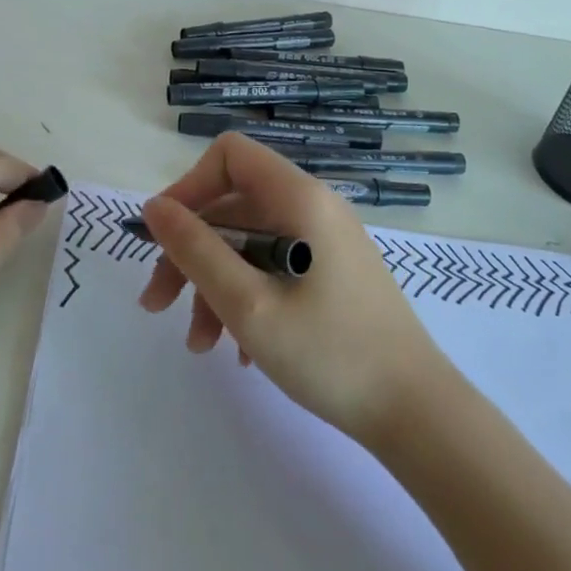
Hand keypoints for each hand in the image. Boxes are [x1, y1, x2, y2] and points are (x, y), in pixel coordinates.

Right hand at [138, 133, 450, 442]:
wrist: (417, 414)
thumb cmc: (329, 353)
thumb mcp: (246, 304)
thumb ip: (195, 250)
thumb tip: (153, 207)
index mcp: (299, 198)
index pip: (229, 156)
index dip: (189, 188)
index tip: (165, 237)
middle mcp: (313, 208)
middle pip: (233, 206)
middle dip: (190, 252)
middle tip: (157, 304)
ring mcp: (325, 242)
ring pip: (249, 243)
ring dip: (213, 285)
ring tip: (199, 344)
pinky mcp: (332, 273)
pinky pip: (273, 267)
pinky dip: (246, 297)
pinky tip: (238, 350)